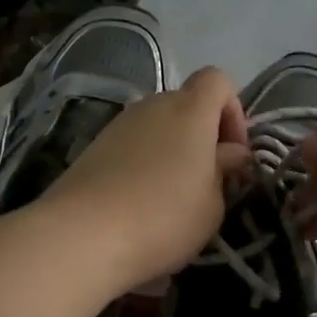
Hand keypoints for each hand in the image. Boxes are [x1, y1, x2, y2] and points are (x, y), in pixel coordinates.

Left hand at [42, 67, 249, 292]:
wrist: (83, 235)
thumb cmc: (164, 218)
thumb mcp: (213, 204)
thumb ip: (224, 171)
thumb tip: (229, 153)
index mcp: (190, 110)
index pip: (218, 81)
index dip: (233, 111)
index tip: (232, 153)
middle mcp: (152, 106)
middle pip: (186, 104)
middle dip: (202, 136)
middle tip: (207, 181)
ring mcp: (118, 125)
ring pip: (157, 127)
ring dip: (172, 152)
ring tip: (172, 197)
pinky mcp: (94, 147)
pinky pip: (132, 146)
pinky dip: (143, 164)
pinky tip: (140, 202)